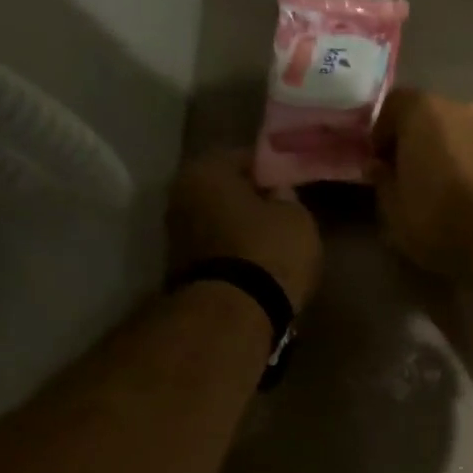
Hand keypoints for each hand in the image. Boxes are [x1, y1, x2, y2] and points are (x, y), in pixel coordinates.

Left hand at [166, 153, 322, 309]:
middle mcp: (180, 194)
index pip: (245, 158)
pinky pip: (214, 250)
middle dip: (249, 201)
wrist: (233, 314)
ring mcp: (174, 234)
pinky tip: (253, 266)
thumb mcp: (298, 219)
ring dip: (237, 230)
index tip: (291, 186)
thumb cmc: (269, 254)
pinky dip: (230, 254)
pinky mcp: (179, 269)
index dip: (271, 171)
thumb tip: (277, 194)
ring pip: (216, 221)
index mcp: (206, 169)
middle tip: (279, 215)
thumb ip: (289, 198)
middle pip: (223, 190)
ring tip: (268, 245)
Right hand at [372, 89, 472, 281]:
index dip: (380, 136)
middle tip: (403, 173)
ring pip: (451, 132)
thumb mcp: (394, 209)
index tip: (377, 163)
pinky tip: (456, 189)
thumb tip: (377, 166)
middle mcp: (456, 106)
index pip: (391, 107)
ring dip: (439, 151)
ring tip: (431, 185)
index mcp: (421, 109)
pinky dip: (460, 162)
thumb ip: (382, 180)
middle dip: (411, 140)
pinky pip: (471, 149)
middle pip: (424, 116)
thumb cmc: (437, 219)